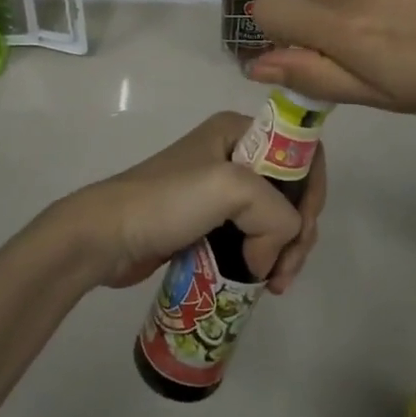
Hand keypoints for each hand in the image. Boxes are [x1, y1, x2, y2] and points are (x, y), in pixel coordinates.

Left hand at [59, 113, 326, 292]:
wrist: (103, 237)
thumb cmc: (166, 202)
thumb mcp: (230, 188)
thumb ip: (275, 213)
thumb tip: (269, 258)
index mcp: (239, 131)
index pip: (300, 152)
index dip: (312, 191)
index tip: (303, 230)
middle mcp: (234, 154)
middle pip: (292, 191)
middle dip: (299, 230)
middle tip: (287, 269)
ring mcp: (219, 192)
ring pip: (274, 219)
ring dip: (285, 251)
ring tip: (275, 285)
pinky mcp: (208, 224)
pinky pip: (252, 238)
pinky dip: (264, 260)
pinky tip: (262, 283)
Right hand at [249, 0, 415, 120]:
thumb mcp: (383, 97)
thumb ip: (314, 76)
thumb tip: (257, 64)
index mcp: (345, 23)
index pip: (269, 9)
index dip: (279, 34)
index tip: (312, 55)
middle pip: (317, 1)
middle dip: (333, 28)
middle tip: (384, 56)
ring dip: (369, 6)